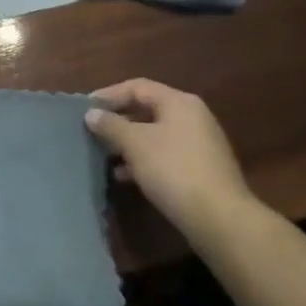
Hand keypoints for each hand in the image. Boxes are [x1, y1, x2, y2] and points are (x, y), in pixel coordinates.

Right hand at [85, 78, 253, 237]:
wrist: (219, 219)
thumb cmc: (173, 169)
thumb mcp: (134, 143)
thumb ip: (110, 125)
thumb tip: (92, 114)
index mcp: (179, 103)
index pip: (137, 87)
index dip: (108, 94)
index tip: (85, 108)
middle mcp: (192, 117)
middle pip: (147, 110)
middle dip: (117, 120)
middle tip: (92, 131)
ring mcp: (200, 145)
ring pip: (155, 135)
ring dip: (128, 143)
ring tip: (103, 154)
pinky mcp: (201, 170)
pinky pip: (165, 156)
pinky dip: (143, 160)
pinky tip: (124, 176)